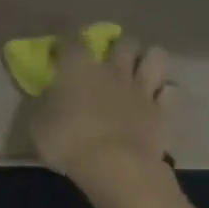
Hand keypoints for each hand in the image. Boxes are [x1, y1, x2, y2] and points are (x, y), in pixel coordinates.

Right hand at [28, 32, 174, 194]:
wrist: (114, 166)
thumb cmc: (67, 142)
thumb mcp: (37, 124)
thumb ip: (42, 104)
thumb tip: (45, 95)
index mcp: (78, 68)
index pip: (72, 40)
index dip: (66, 43)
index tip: (60, 52)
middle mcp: (113, 70)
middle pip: (123, 42)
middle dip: (117, 46)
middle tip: (109, 60)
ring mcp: (141, 89)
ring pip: (155, 57)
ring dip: (148, 60)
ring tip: (139, 72)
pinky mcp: (162, 111)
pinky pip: (171, 92)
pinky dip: (165, 93)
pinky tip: (157, 100)